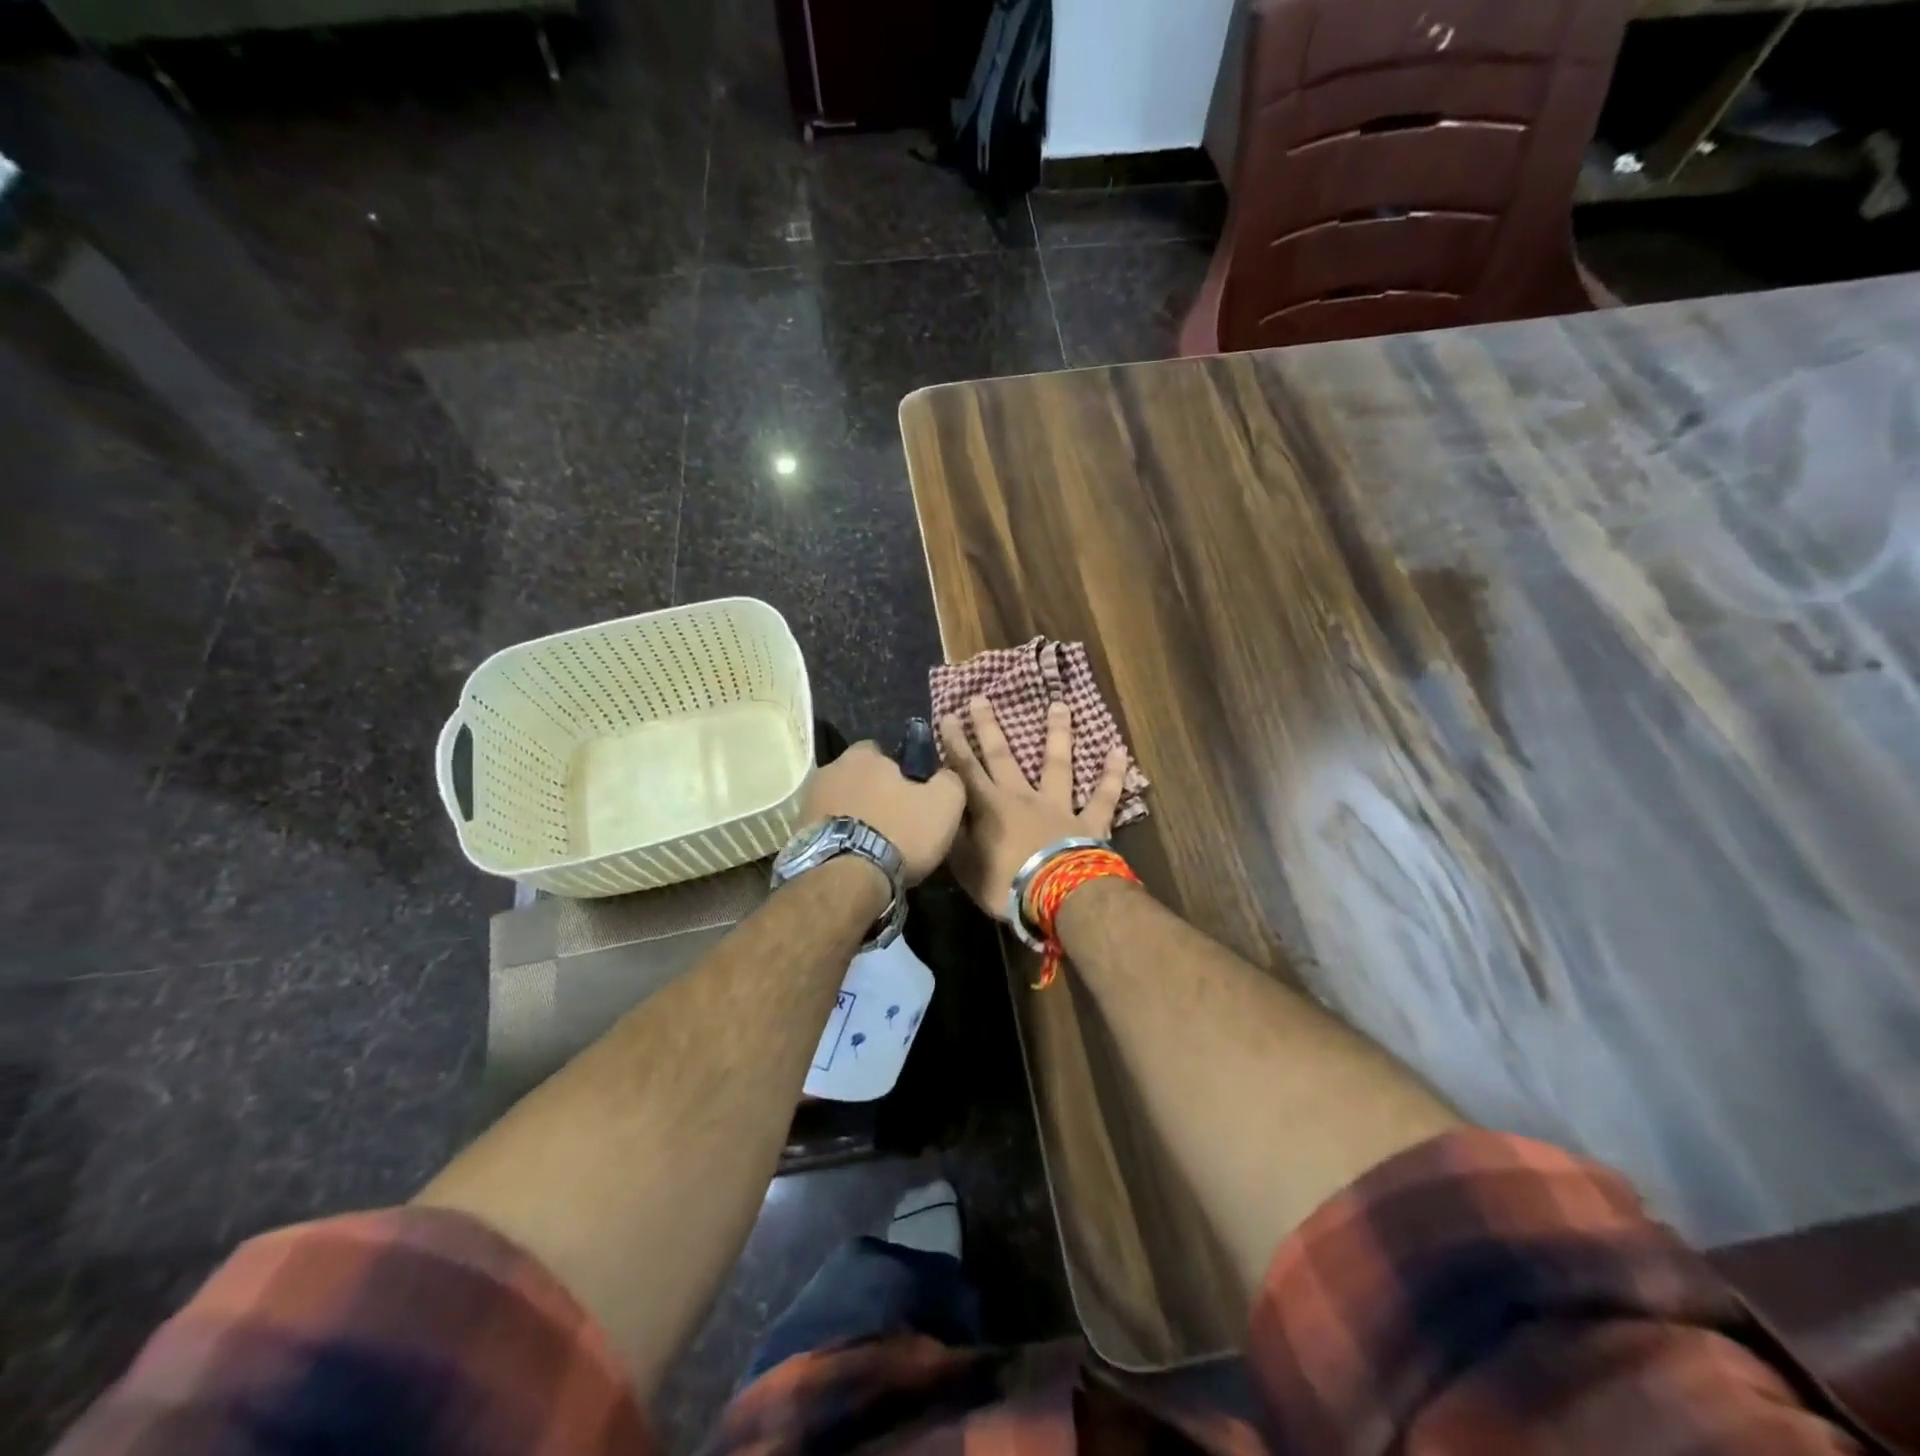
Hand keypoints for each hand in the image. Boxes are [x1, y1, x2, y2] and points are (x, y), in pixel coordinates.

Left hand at [802, 741, 965, 884]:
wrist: (846, 879)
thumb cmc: (899, 831)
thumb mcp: (945, 803)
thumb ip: (949, 780)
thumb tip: (944, 775)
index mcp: (862, 756)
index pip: (881, 751)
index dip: (899, 771)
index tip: (912, 794)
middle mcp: (829, 770)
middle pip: (857, 777)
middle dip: (873, 793)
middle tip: (895, 821)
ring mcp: (808, 802)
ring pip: (840, 803)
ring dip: (854, 816)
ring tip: (873, 845)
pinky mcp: (797, 834)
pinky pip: (826, 829)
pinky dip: (839, 838)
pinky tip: (854, 858)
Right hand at [938, 697, 1127, 919]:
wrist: (1056, 895)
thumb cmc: (1004, 884)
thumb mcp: (966, 866)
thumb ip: (956, 836)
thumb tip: (947, 813)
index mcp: (990, 807)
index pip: (966, 769)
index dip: (955, 743)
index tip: (949, 716)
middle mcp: (1023, 797)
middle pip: (1003, 757)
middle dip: (989, 727)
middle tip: (981, 698)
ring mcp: (1058, 806)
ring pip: (1056, 764)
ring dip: (1058, 733)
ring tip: (1059, 705)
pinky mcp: (1089, 822)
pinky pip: (1103, 796)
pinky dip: (1112, 774)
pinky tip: (1119, 751)